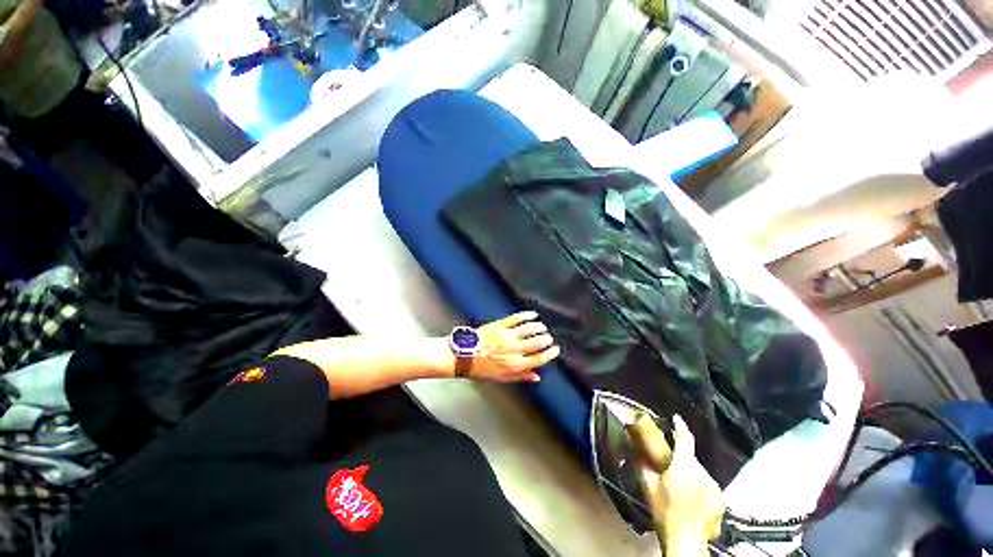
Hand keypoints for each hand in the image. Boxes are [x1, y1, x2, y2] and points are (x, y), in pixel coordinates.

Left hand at [463, 311, 559, 382]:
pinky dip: (527, 315)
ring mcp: (507, 335)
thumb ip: (520, 376)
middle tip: (549, 338)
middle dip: (546, 340)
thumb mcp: (501, 378)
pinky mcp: (500, 325)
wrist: (462, 356)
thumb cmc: (481, 369)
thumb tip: (537, 376)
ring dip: (539, 327)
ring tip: (542, 327)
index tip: (556, 349)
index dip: (549, 354)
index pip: (538, 359)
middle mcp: (513, 349)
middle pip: (536, 342)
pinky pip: (516, 318)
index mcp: (515, 365)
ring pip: (529, 328)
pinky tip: (533, 314)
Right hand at [636, 415, 724, 556]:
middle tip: (670, 466)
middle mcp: (703, 473)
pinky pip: (708, 485)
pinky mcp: (721, 500)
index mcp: (684, 466)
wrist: (686, 541)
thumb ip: (642, 464)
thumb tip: (635, 449)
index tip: (676, 419)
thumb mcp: (648, 486)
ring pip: (700, 472)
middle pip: (691, 457)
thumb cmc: (665, 512)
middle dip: (681, 458)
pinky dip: (700, 486)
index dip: (680, 426)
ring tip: (680, 485)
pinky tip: (692, 497)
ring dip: (691, 473)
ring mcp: (715, 487)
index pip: (685, 438)